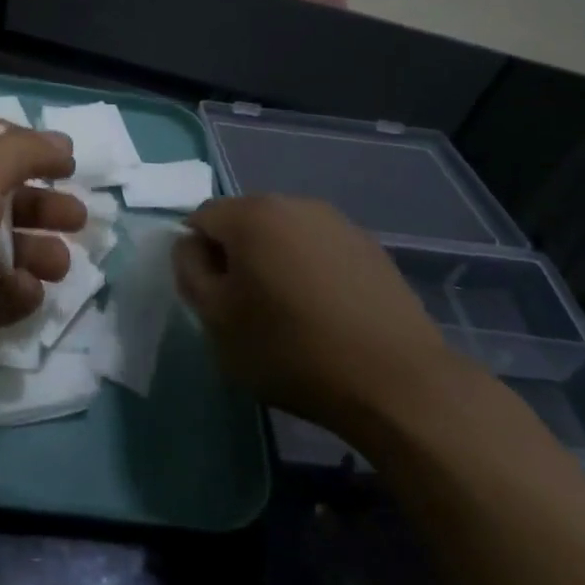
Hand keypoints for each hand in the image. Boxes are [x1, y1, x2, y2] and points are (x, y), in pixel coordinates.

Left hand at [0, 118, 84, 391]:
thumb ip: (27, 152)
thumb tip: (63, 145)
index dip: (30, 148)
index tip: (68, 164)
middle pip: (5, 201)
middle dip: (44, 209)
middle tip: (78, 220)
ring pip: (4, 253)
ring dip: (38, 255)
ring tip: (59, 265)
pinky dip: (15, 296)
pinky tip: (27, 292)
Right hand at [172, 195, 460, 434]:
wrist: (395, 381)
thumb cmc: (290, 349)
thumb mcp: (216, 319)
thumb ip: (189, 271)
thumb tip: (190, 245)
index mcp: (252, 214)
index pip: (200, 218)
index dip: (196, 257)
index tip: (211, 299)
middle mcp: (295, 203)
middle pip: (244, 222)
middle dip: (236, 257)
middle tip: (245, 309)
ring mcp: (338, 223)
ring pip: (284, 236)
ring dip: (274, 263)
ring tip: (288, 313)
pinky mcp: (371, 248)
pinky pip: (319, 251)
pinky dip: (310, 273)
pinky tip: (325, 314)